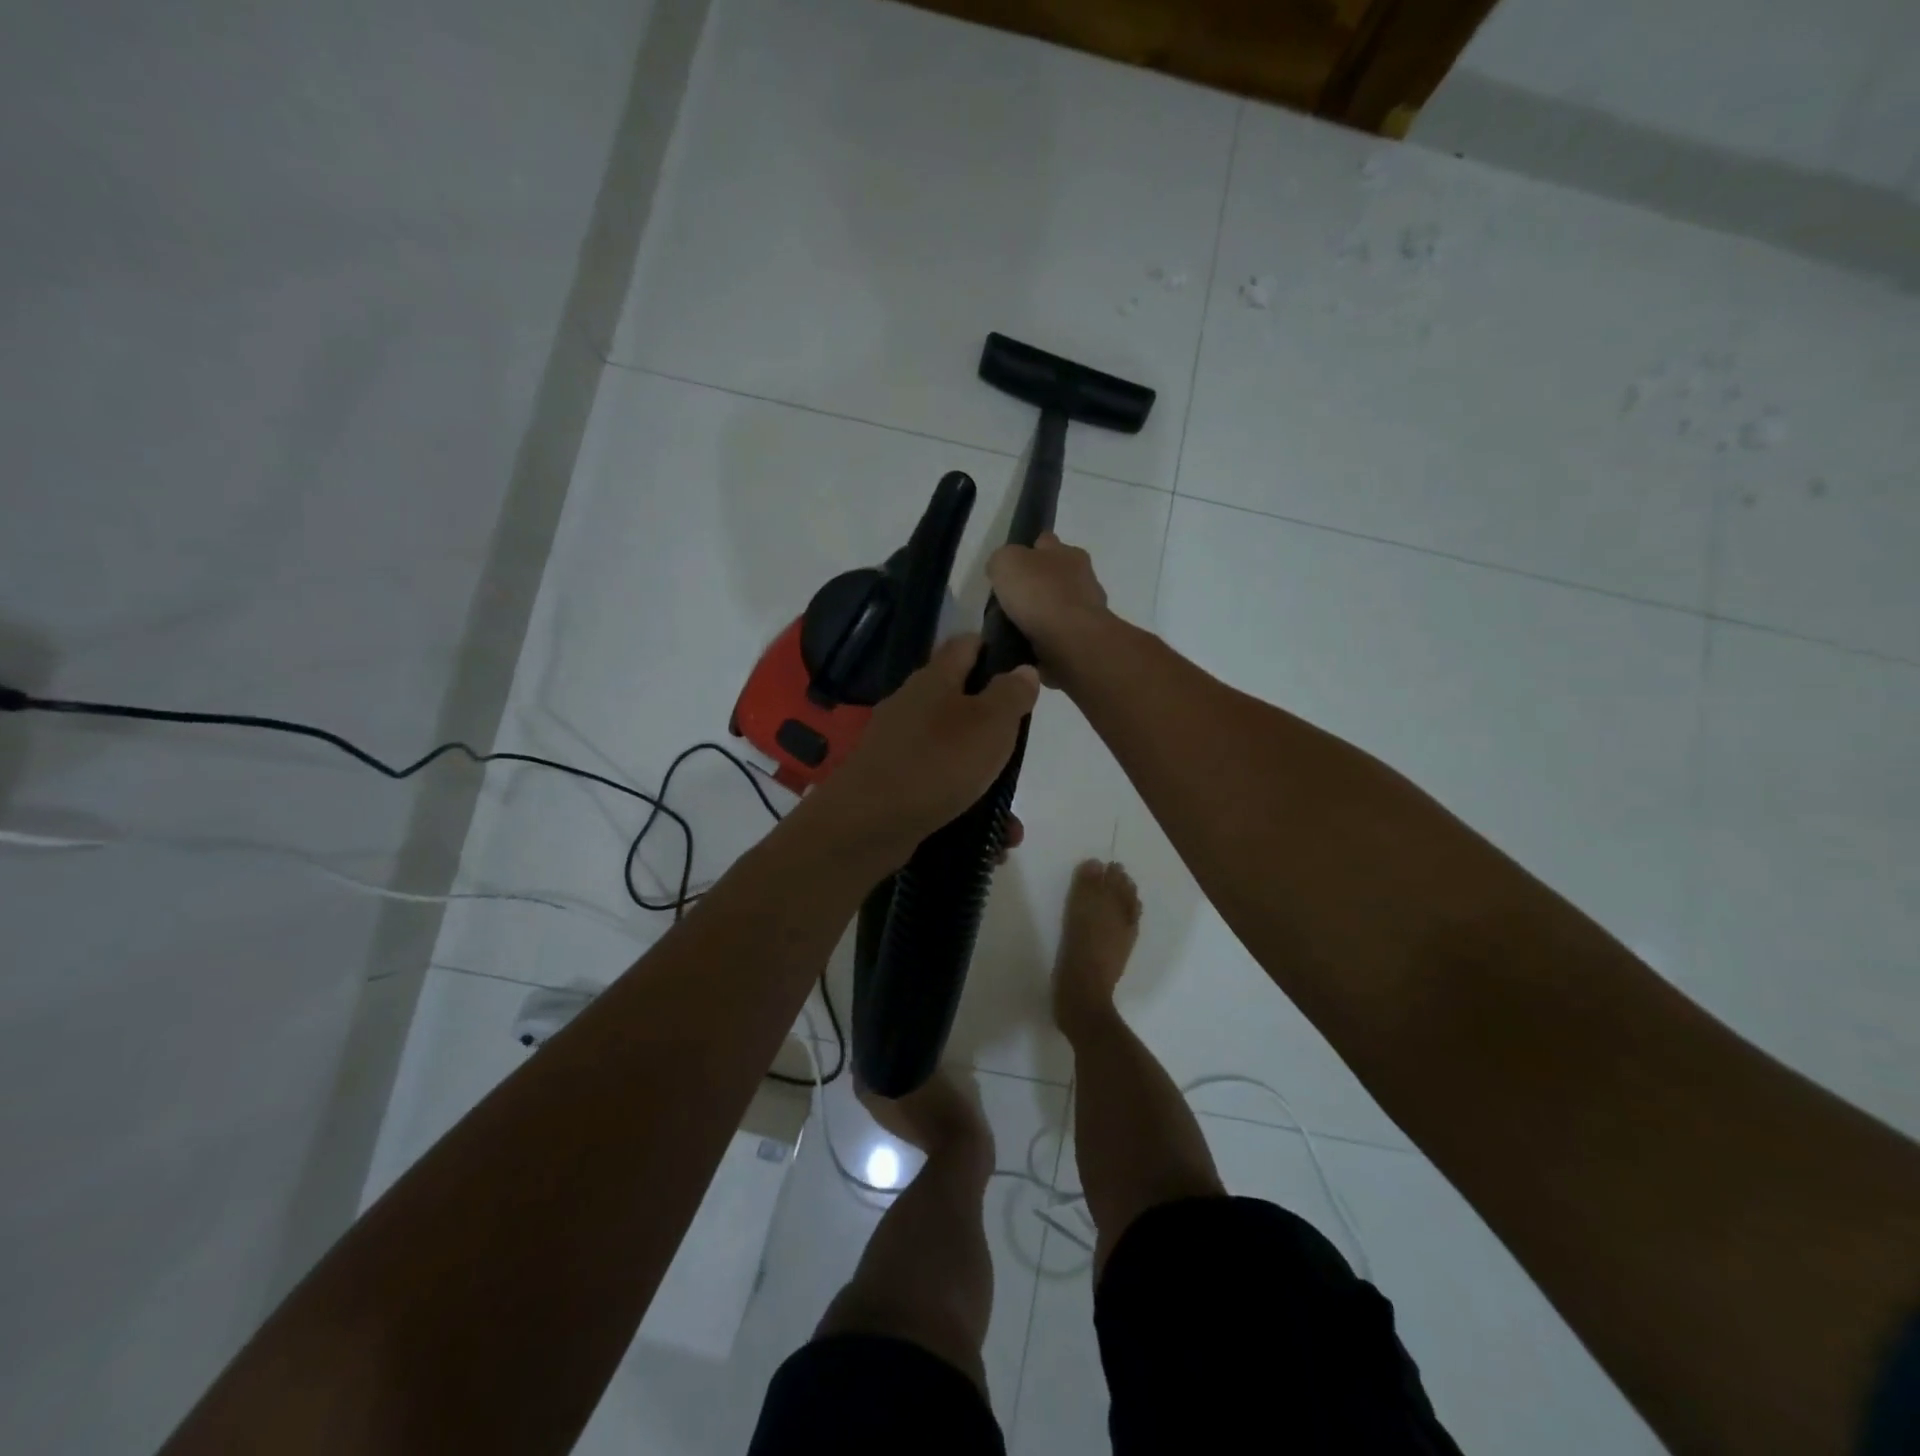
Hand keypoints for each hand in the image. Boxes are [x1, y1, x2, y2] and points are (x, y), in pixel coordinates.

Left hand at [808, 634, 1038, 863]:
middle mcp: (912, 706)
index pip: (966, 645)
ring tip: (1009, 818)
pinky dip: (964, 810)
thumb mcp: (990, 723)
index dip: (994, 650)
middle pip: (960, 702)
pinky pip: (939, 790)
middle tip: (1020, 751)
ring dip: (984, 782)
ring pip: (953, 755)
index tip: (1023, 672)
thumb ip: (1011, 694)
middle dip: (994, 729)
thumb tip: (1023, 670)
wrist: (867, 824)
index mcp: (934, 679)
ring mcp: (898, 747)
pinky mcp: (893, 785)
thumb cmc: (937, 762)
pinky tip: (987, 840)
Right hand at [985, 532, 1111, 682]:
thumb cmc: (1039, 593)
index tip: (1011, 567)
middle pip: (1055, 574)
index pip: (1045, 542)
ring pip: (1060, 605)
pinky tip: (1032, 644)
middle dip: (1038, 584)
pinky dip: (1049, 637)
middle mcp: (1084, 576)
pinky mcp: (1087, 637)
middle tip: (1012, 600)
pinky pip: (1062, 633)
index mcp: (1068, 552)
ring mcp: (1089, 609)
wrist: (1071, 640)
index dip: (1026, 550)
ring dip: (1044, 613)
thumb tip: (1001, 569)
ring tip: (1018, 627)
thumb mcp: (1006, 562)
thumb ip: (1002, 560)